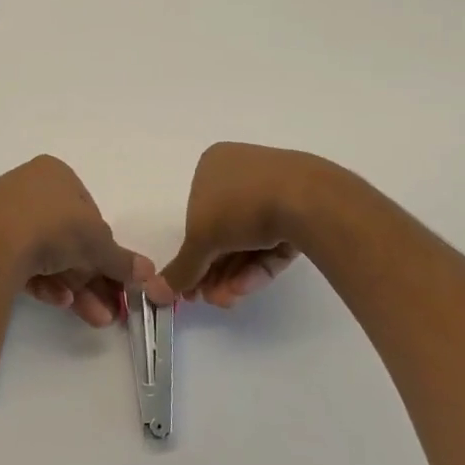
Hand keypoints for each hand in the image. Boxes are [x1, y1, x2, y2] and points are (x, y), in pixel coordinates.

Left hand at [0, 156, 166, 327]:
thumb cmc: (53, 228)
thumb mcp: (99, 244)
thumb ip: (122, 259)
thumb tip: (149, 273)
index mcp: (53, 173)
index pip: (87, 209)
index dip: (103, 245)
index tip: (114, 274)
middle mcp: (25, 187)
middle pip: (67, 236)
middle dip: (91, 276)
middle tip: (108, 307)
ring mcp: (1, 214)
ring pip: (46, 253)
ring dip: (74, 286)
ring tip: (94, 316)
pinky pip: (21, 261)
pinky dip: (44, 282)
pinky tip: (60, 303)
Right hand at [161, 143, 325, 307]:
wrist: (309, 199)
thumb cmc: (241, 205)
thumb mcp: (200, 239)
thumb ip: (181, 268)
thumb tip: (155, 292)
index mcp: (214, 164)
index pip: (196, 213)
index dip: (193, 252)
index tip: (190, 285)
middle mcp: (242, 172)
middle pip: (223, 230)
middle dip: (214, 269)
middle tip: (209, 299)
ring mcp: (276, 188)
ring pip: (248, 239)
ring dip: (233, 273)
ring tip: (228, 300)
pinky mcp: (302, 209)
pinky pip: (273, 239)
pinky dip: (259, 264)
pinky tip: (248, 286)